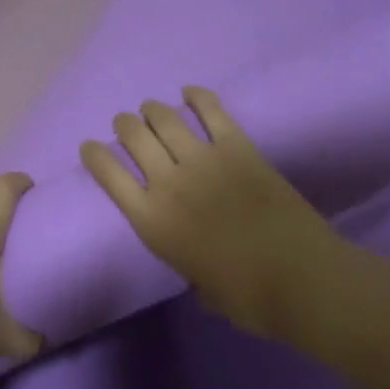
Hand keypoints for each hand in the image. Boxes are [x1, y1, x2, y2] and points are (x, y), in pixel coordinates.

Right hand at [80, 87, 340, 338]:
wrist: (298, 278)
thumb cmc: (246, 296)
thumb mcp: (199, 288)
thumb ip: (188, 263)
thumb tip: (196, 260)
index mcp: (152, 222)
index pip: (108, 175)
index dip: (94, 155)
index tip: (90, 147)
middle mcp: (168, 183)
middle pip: (133, 137)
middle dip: (124, 125)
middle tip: (126, 125)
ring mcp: (203, 160)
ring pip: (165, 118)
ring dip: (152, 109)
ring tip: (151, 109)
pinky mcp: (238, 148)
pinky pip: (212, 111)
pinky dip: (198, 96)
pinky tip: (190, 92)